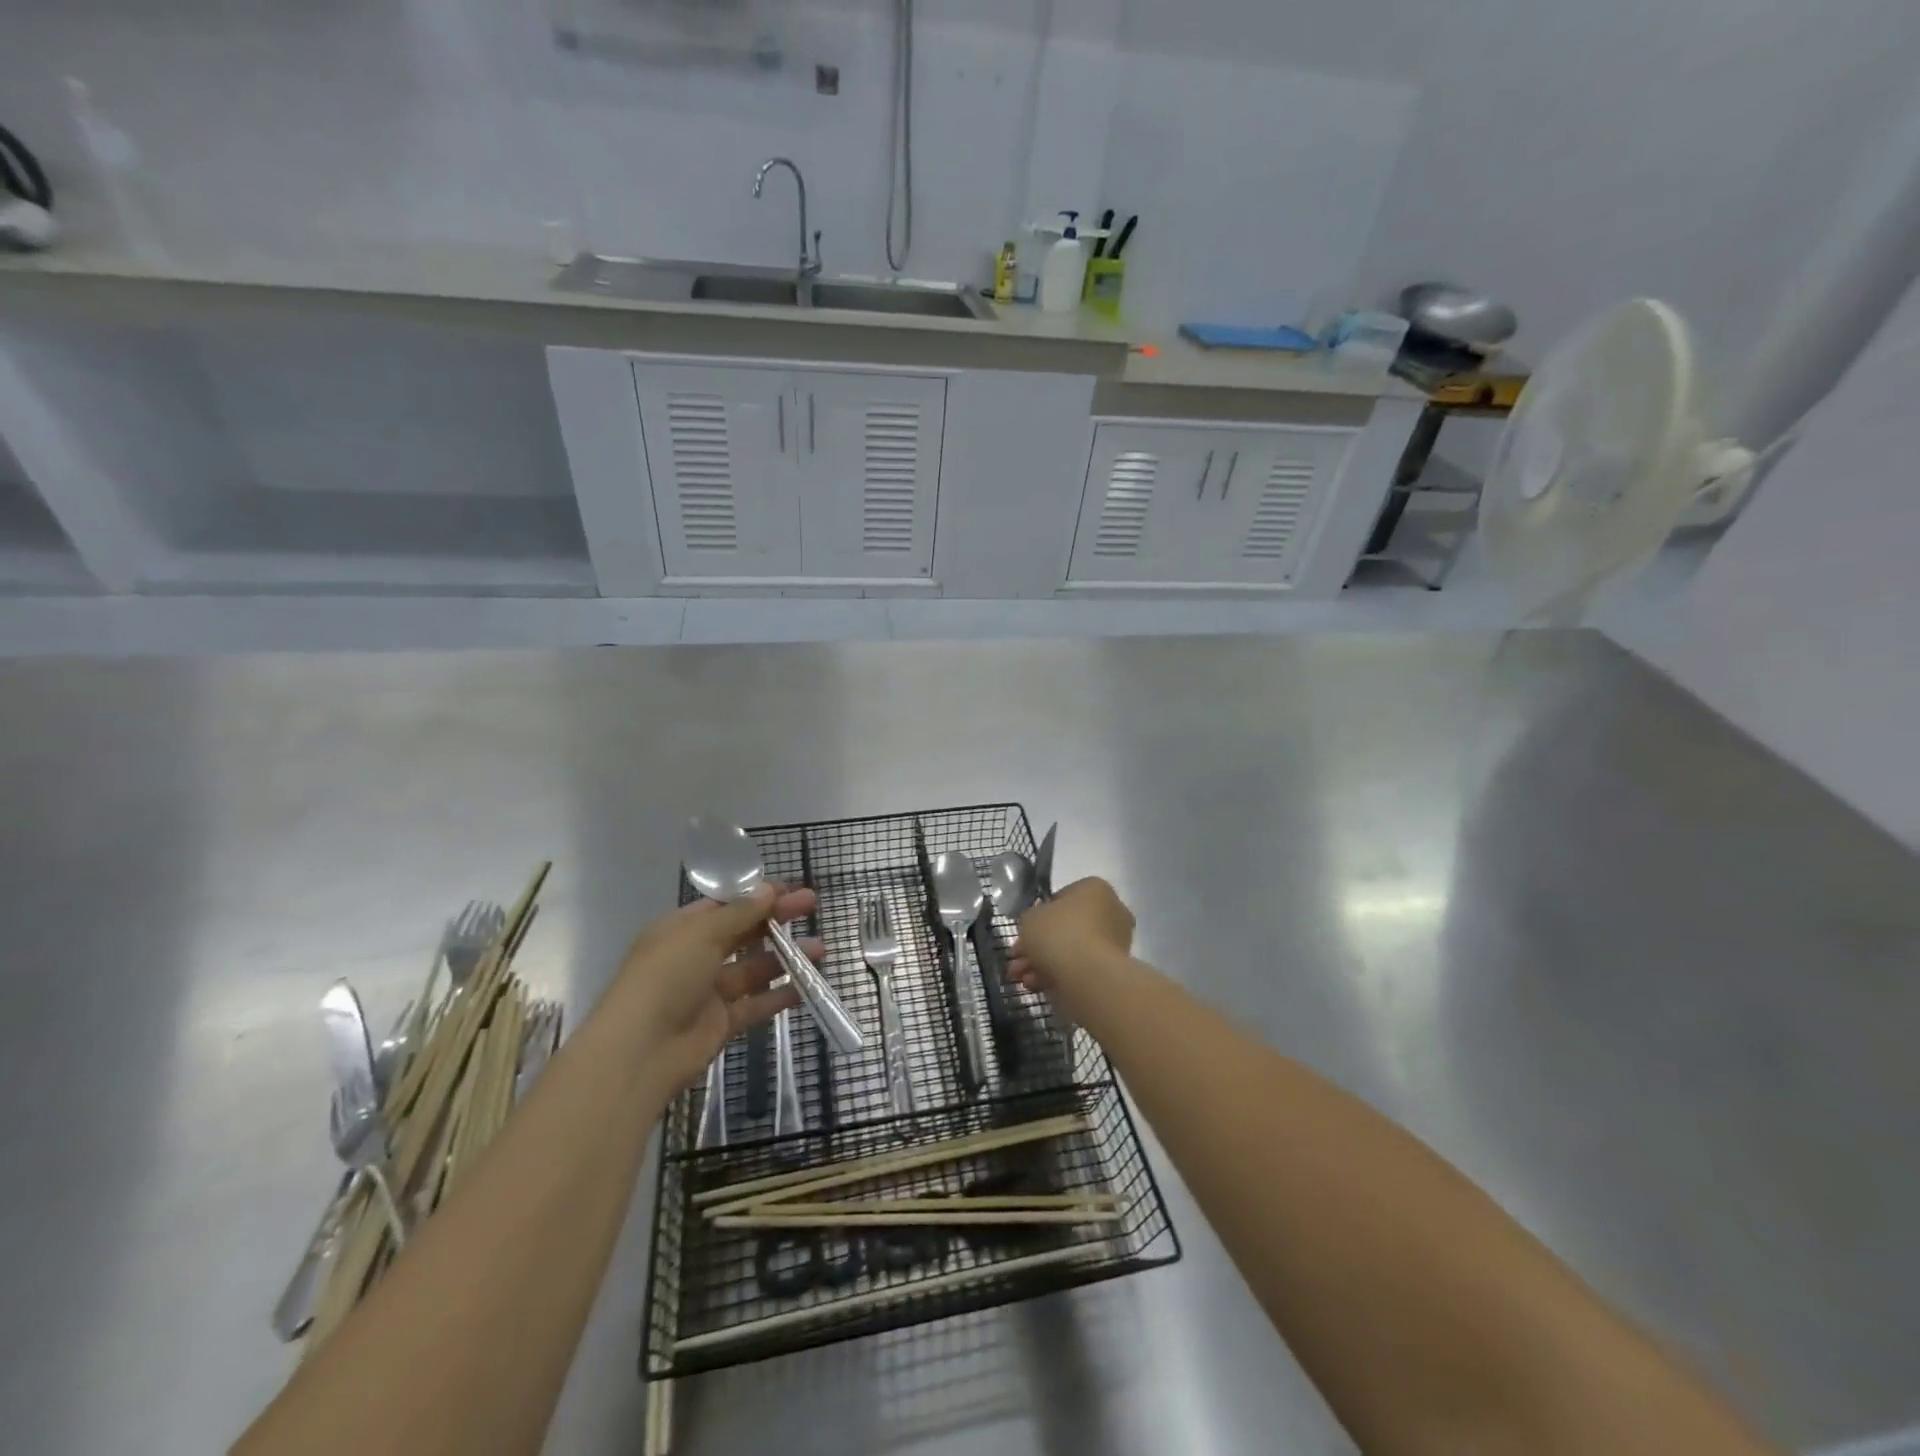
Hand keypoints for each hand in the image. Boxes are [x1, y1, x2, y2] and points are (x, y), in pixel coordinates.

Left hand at [611, 884, 815, 1090]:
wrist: (640, 1051)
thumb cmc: (665, 978)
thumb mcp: (701, 934)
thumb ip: (740, 913)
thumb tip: (769, 889)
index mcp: (682, 930)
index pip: (725, 905)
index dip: (757, 894)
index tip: (790, 887)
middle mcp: (696, 956)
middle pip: (744, 932)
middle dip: (777, 919)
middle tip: (812, 905)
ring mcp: (709, 991)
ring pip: (755, 968)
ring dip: (786, 956)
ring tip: (821, 949)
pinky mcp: (721, 1022)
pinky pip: (756, 1004)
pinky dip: (781, 994)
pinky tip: (808, 986)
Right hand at [1010, 877, 1134, 1022]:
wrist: (1087, 977)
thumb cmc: (1058, 934)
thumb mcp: (1030, 917)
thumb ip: (1032, 919)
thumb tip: (1038, 929)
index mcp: (1095, 889)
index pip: (1063, 898)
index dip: (1039, 915)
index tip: (1024, 931)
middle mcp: (1111, 911)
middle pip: (1066, 927)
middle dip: (1038, 945)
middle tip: (1017, 958)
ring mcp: (1115, 943)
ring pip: (1071, 950)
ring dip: (1043, 963)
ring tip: (1021, 978)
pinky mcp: (1113, 970)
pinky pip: (1080, 968)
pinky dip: (1058, 976)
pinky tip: (1036, 985)